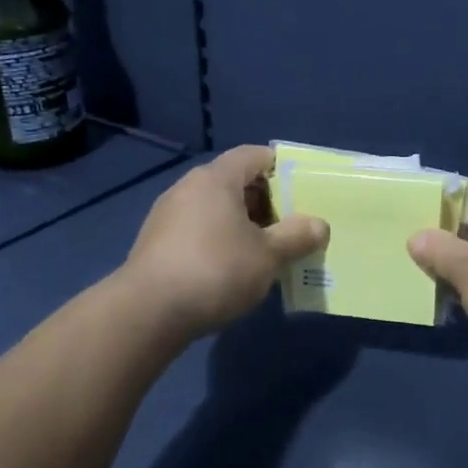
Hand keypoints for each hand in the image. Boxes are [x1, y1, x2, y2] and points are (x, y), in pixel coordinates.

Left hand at [123, 145, 328, 337]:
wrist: (147, 312)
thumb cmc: (215, 270)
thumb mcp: (267, 256)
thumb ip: (296, 237)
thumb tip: (319, 225)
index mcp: (216, 179)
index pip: (254, 156)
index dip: (281, 168)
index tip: (302, 191)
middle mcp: (189, 187)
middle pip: (234, 182)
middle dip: (265, 201)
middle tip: (290, 226)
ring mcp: (168, 215)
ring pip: (215, 209)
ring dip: (242, 225)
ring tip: (265, 251)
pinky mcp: (156, 243)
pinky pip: (198, 230)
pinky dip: (219, 241)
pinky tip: (232, 270)